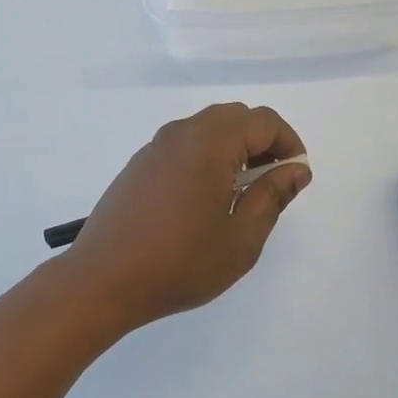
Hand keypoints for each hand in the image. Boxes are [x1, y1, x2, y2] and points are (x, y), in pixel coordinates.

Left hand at [65, 103, 311, 327]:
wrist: (102, 280)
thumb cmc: (180, 262)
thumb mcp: (241, 238)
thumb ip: (273, 197)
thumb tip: (296, 169)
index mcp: (211, 142)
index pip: (263, 120)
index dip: (288, 142)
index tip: (296, 176)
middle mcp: (182, 132)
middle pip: (235, 117)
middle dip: (262, 141)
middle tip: (271, 183)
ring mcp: (156, 146)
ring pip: (208, 128)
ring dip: (234, 148)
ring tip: (240, 193)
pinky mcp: (140, 163)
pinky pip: (184, 144)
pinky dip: (206, 156)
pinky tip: (203, 199)